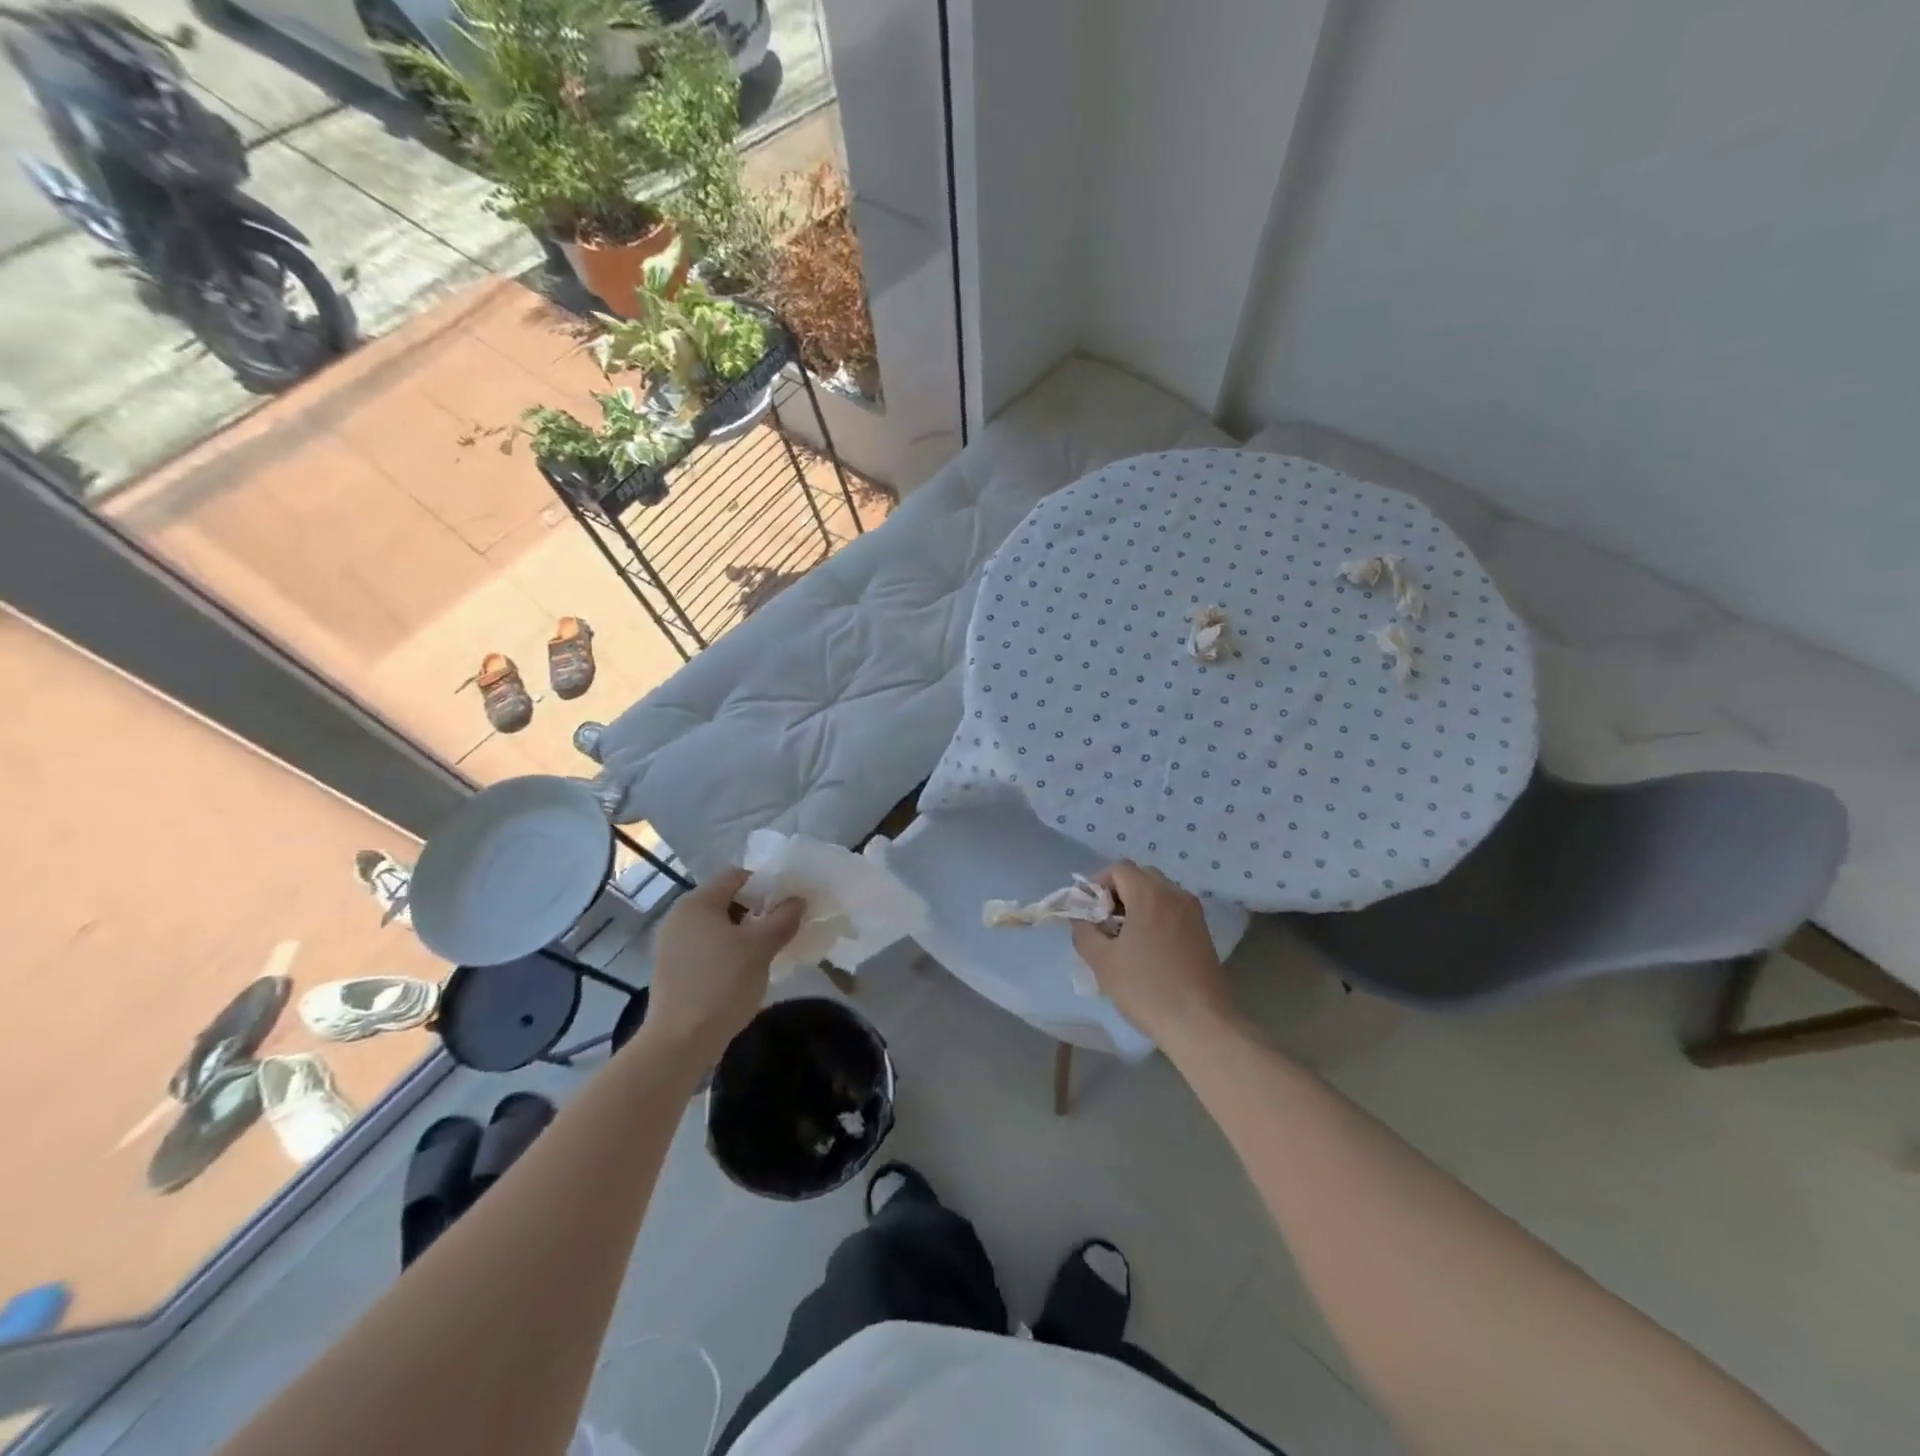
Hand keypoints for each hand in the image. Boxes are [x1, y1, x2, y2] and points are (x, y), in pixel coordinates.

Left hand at [643, 868, 803, 1065]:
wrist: (680, 1042)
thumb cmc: (722, 984)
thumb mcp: (761, 948)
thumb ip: (783, 918)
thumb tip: (797, 901)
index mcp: (697, 903)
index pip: (736, 876)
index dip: (765, 885)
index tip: (786, 905)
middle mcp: (679, 917)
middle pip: (725, 900)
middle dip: (756, 911)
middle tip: (781, 928)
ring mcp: (671, 945)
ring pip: (717, 926)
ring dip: (743, 933)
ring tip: (766, 952)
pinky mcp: (672, 969)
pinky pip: (705, 947)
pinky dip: (726, 951)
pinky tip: (743, 972)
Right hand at [1071, 860, 1235, 1047]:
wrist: (1200, 1024)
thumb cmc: (1146, 989)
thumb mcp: (1102, 961)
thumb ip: (1084, 931)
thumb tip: (1081, 918)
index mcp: (1150, 895)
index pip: (1119, 868)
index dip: (1098, 883)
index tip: (1090, 911)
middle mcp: (1175, 894)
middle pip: (1140, 875)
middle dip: (1118, 892)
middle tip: (1105, 923)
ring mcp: (1193, 912)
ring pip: (1158, 891)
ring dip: (1137, 904)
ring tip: (1126, 938)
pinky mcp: (1203, 931)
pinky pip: (1173, 909)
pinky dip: (1155, 915)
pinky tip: (1148, 948)